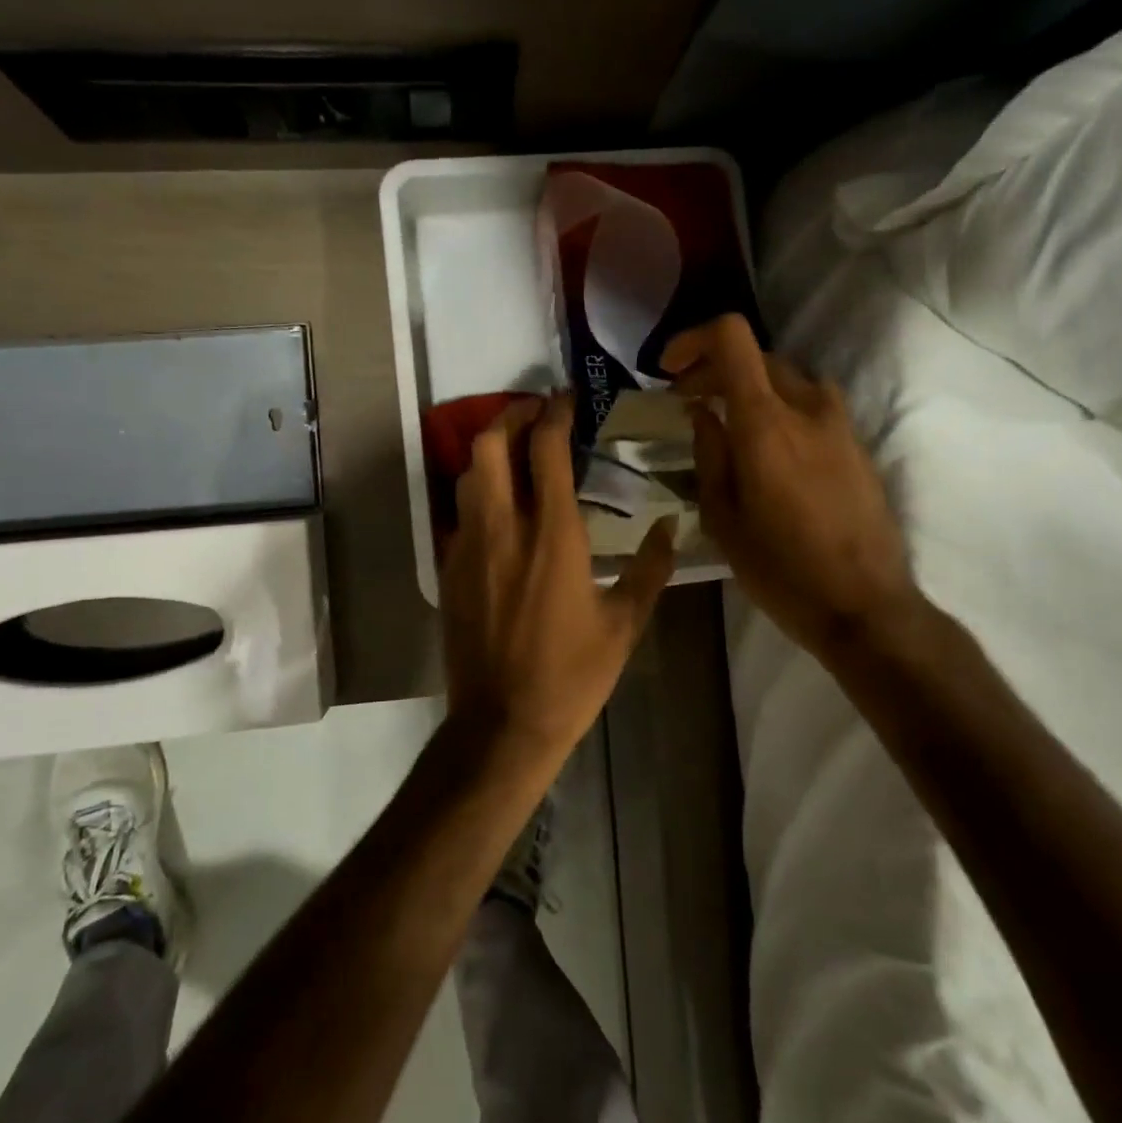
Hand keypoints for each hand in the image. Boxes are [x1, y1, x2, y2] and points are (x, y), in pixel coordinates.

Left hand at [440, 394, 675, 758]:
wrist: (501, 724)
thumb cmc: (572, 675)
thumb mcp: (625, 624)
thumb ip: (650, 568)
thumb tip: (672, 526)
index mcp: (553, 535)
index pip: (546, 450)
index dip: (554, 414)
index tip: (566, 398)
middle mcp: (504, 528)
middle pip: (490, 445)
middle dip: (511, 416)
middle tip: (535, 413)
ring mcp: (469, 547)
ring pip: (467, 474)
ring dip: (490, 451)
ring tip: (516, 452)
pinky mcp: (449, 569)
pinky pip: (460, 512)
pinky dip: (478, 492)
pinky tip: (500, 507)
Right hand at [661, 315, 920, 662]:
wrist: (865, 606)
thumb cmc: (781, 570)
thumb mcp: (723, 518)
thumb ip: (710, 454)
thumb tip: (703, 413)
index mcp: (766, 423)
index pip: (732, 338)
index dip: (693, 339)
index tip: (670, 369)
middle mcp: (807, 407)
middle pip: (757, 357)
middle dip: (714, 369)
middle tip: (687, 402)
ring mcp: (839, 423)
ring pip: (787, 379)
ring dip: (750, 387)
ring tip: (727, 422)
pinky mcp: (857, 444)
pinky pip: (811, 405)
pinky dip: (780, 407)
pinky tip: (767, 447)